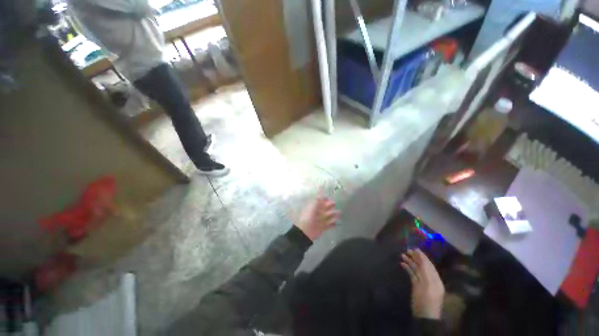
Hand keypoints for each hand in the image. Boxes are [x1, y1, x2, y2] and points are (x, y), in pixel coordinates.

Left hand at [295, 196, 339, 240]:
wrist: (305, 231)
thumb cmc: (308, 217)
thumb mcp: (312, 206)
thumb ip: (318, 198)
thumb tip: (321, 188)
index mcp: (314, 207)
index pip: (321, 201)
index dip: (325, 199)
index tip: (330, 197)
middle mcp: (318, 212)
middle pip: (327, 207)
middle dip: (331, 205)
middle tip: (334, 204)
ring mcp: (321, 220)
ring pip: (330, 215)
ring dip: (334, 214)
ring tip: (339, 213)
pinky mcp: (324, 227)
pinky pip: (330, 224)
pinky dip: (334, 223)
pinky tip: (336, 222)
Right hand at [401, 249, 444, 319]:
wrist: (424, 316)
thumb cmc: (427, 301)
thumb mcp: (427, 286)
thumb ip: (425, 272)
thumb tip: (421, 259)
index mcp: (435, 279)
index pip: (429, 265)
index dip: (423, 256)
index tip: (415, 248)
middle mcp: (430, 279)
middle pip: (423, 266)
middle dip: (416, 257)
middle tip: (408, 249)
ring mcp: (423, 282)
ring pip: (417, 269)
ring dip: (410, 262)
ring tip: (403, 254)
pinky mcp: (416, 285)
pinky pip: (412, 274)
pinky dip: (408, 268)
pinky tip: (402, 263)